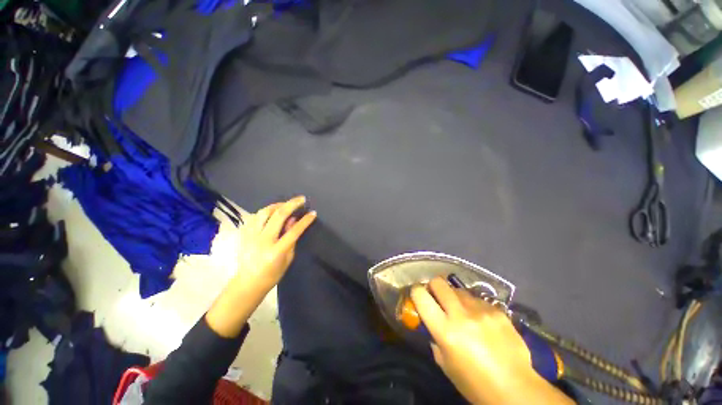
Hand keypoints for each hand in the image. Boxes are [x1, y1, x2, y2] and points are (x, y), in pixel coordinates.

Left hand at [206, 197, 315, 337]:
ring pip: (264, 212)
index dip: (305, 220)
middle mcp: (262, 241)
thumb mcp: (288, 259)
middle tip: (301, 199)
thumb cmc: (272, 275)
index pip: (294, 231)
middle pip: (278, 216)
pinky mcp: (244, 234)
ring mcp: (251, 236)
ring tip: (286, 204)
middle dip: (292, 204)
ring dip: (277, 205)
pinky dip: (265, 212)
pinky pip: (254, 217)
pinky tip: (271, 212)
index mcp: (276, 251)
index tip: (313, 213)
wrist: (248, 283)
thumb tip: (293, 221)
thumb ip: (291, 239)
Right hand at [411, 278, 544, 403]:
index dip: (416, 292)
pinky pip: (477, 299)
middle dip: (434, 287)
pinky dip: (473, 306)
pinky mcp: (497, 310)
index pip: (421, 296)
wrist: (516, 388)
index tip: (418, 296)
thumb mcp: (445, 364)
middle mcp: (461, 314)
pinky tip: (482, 321)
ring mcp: (481, 310)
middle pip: (439, 282)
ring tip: (462, 312)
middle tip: (437, 298)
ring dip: (455, 297)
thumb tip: (432, 323)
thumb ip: (435, 338)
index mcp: (445, 330)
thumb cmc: (474, 383)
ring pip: (458, 289)